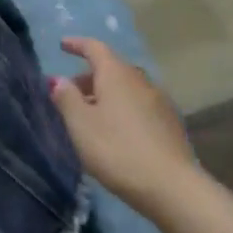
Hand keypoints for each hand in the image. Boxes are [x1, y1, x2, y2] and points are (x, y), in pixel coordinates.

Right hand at [48, 37, 192, 204]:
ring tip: (91, 115)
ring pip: (127, 88)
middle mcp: (140, 81)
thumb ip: (66, 98)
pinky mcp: (171, 124)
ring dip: (106, 94)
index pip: (95, 48)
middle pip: (112, 68)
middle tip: (71, 92)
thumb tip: (59, 79)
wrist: (173, 188)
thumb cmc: (117, 150)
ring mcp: (160, 102)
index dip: (77, 44)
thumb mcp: (81, 125)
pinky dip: (123, 108)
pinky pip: (139, 105)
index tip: (63, 45)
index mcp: (116, 75)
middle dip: (89, 76)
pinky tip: (117, 131)